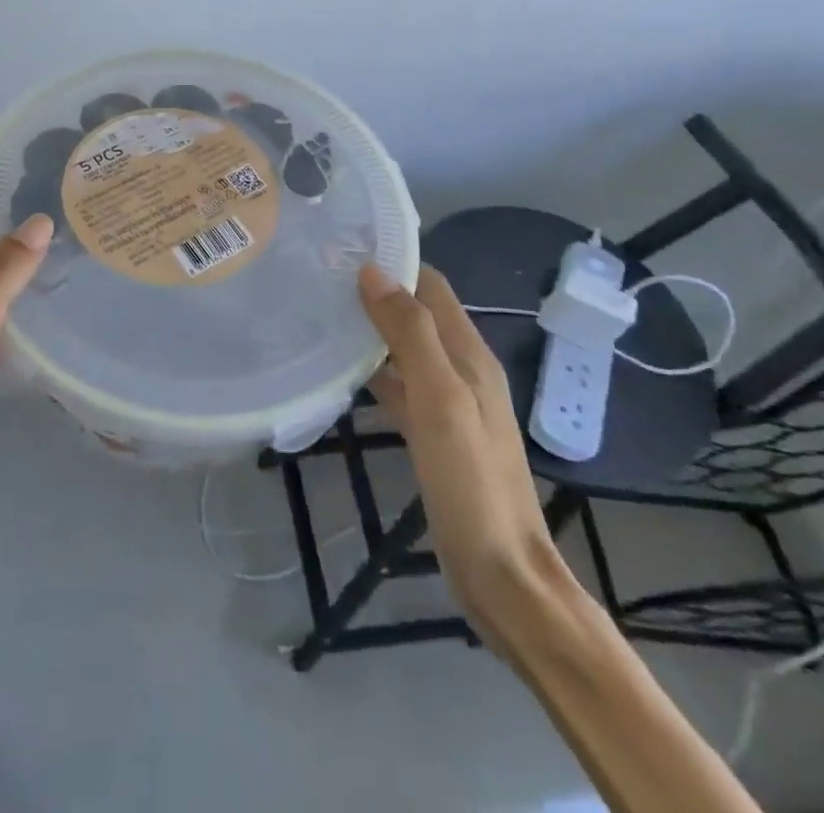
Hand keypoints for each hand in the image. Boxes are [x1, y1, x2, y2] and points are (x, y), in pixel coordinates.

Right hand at [357, 264, 569, 629]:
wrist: (502, 574)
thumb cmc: (471, 481)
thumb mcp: (440, 399)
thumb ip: (410, 334)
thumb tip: (373, 271)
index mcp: (470, 355)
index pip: (431, 286)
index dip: (394, 263)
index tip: (343, 249)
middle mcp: (462, 371)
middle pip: (418, 315)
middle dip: (377, 293)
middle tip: (321, 280)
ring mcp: (449, 405)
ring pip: (406, 350)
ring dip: (372, 331)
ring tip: (322, 315)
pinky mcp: (434, 435)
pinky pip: (400, 387)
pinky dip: (374, 372)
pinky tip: (341, 374)